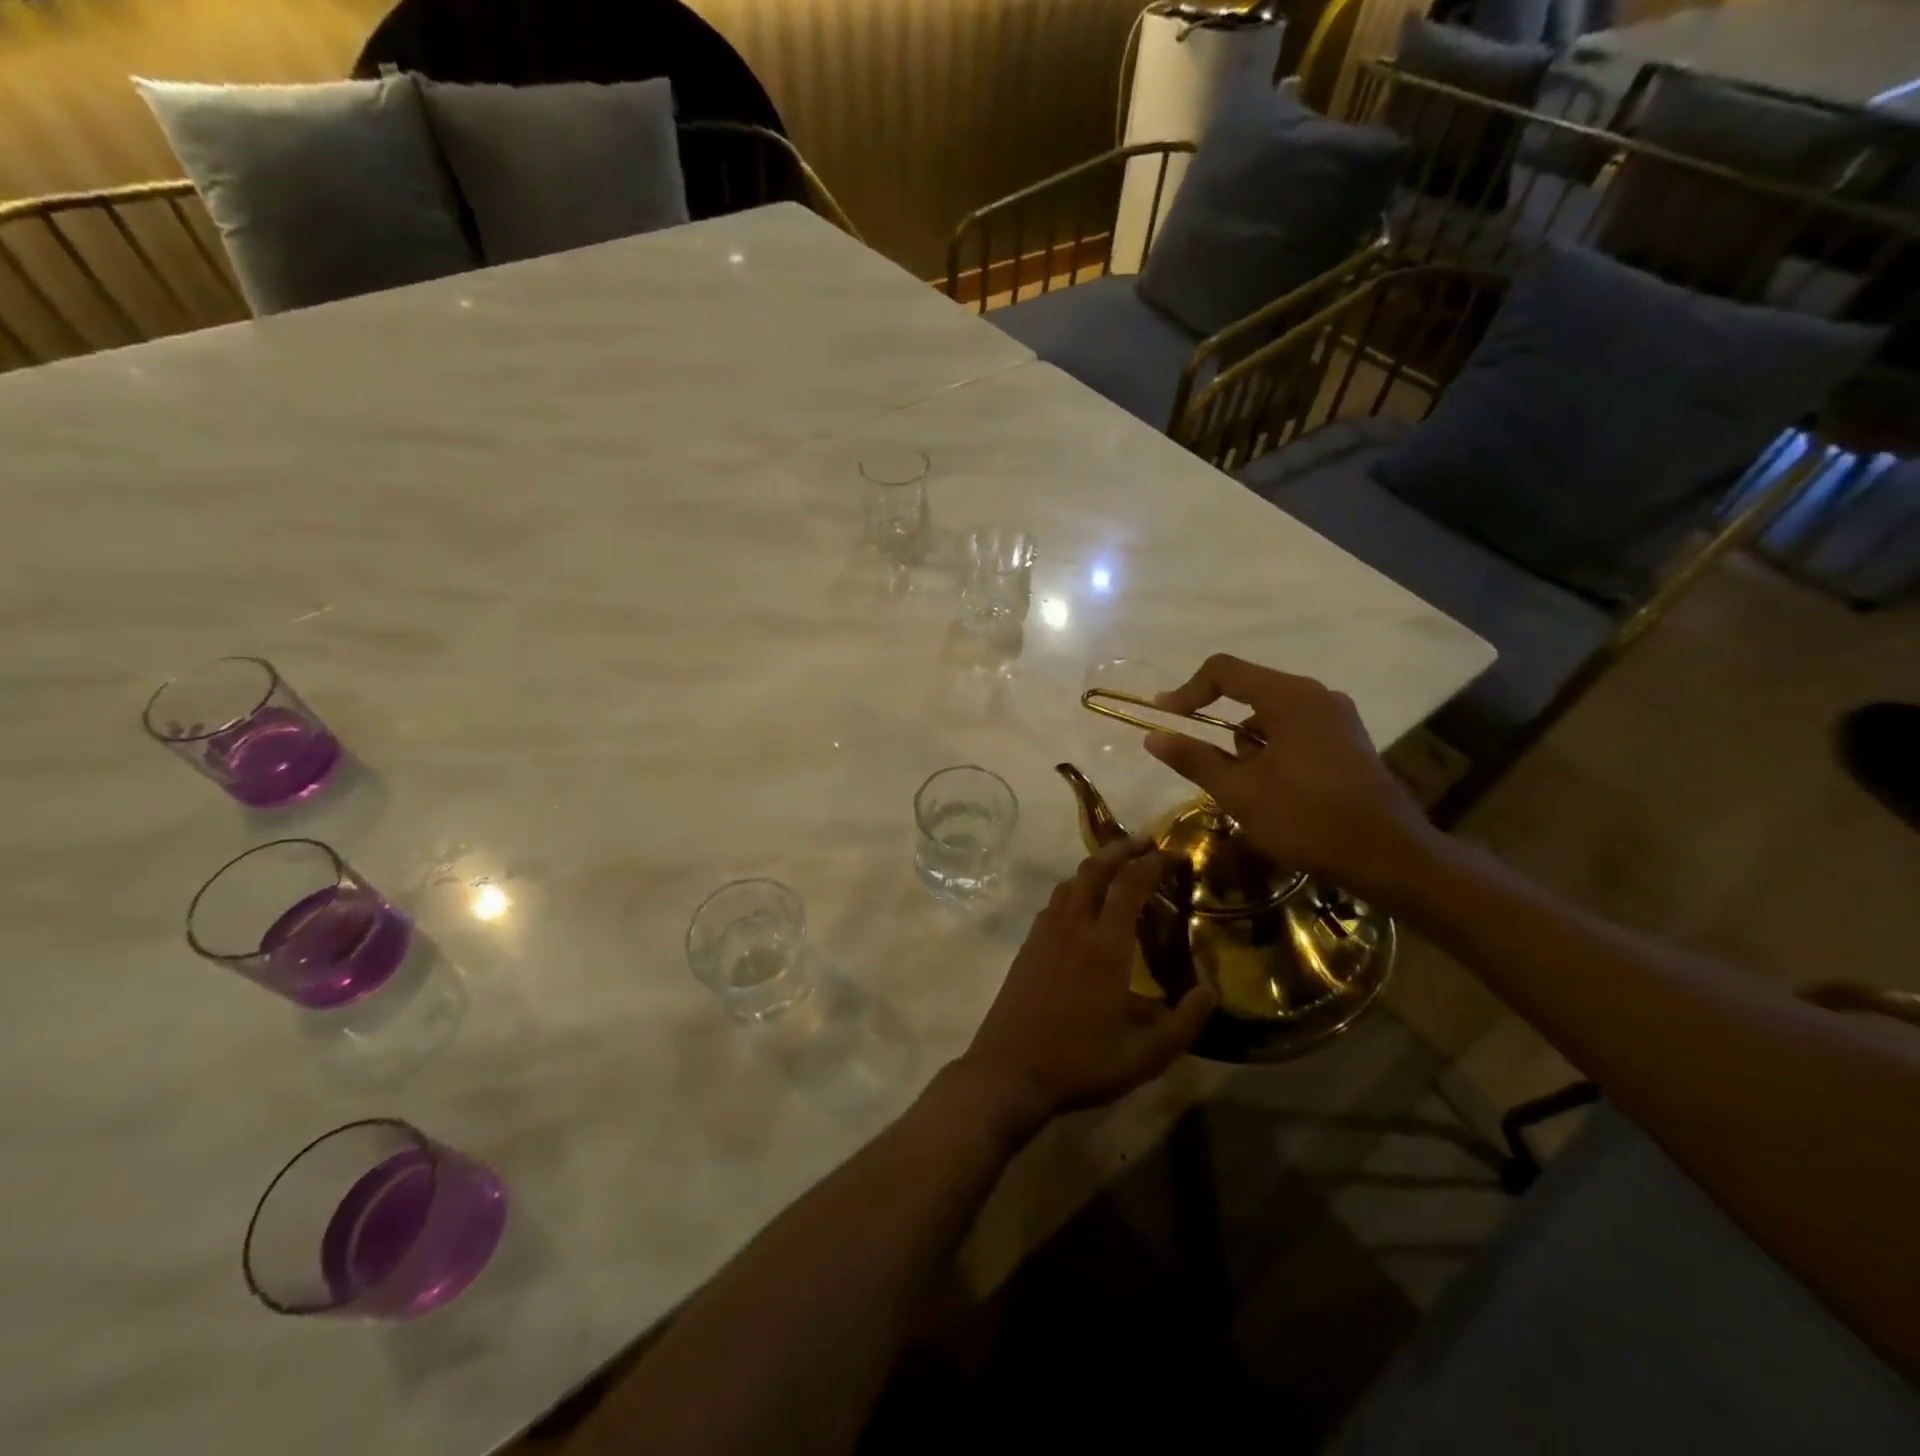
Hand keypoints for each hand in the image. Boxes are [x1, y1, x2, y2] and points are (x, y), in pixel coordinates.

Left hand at [957, 837, 1215, 1137]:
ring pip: (1070, 882)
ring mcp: (1045, 933)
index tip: (1176, 855)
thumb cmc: (1081, 1063)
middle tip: (1145, 843)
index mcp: (1106, 945)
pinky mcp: (1028, 946)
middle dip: (1121, 849)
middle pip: (1095, 869)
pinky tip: (1083, 905)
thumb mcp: (1146, 1056)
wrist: (1009, 1071)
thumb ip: (1185, 1022)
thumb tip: (1211, 990)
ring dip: (1095, 866)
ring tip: (1118, 867)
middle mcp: (1073, 926)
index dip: (1154, 863)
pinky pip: (1054, 902)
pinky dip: (1075, 888)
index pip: (1131, 884)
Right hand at [1143, 655, 1440, 900]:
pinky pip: (1295, 732)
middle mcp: (1316, 695)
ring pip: (1271, 717)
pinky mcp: (1348, 741)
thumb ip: (1194, 759)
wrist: (1389, 857)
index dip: (1187, 691)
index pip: (1224, 671)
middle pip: (1249, 692)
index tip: (1165, 719)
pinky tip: (1275, 792)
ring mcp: (1337, 717)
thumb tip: (1153, 737)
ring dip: (1248, 746)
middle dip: (1220, 728)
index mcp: (1290, 697)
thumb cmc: (1307, 819)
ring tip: (1247, 792)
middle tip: (1208, 768)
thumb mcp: (1240, 792)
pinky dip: (1273, 752)